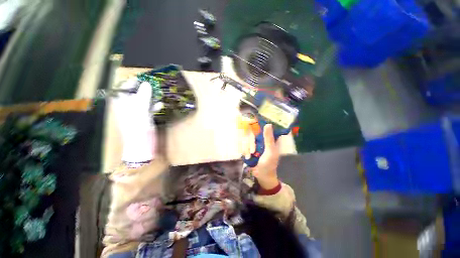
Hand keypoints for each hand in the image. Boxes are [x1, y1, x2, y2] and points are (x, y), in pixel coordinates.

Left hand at [113, 78, 155, 162]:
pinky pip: (149, 109)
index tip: (142, 78)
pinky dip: (154, 106)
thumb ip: (143, 96)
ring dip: (150, 97)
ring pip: (143, 101)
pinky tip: (161, 104)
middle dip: (143, 89)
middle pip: (134, 94)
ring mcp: (136, 113)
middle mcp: (128, 107)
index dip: (131, 82)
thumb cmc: (137, 127)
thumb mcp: (140, 110)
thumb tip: (147, 83)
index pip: (123, 89)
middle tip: (153, 84)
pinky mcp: (144, 118)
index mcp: (121, 104)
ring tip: (159, 92)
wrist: (141, 144)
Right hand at [243, 124, 280, 189]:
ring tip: (249, 156)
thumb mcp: (270, 151)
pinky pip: (243, 146)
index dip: (257, 124)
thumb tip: (268, 124)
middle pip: (252, 134)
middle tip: (252, 151)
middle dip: (250, 143)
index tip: (251, 124)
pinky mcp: (249, 149)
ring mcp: (254, 144)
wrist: (262, 176)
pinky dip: (244, 151)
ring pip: (246, 140)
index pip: (262, 127)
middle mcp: (261, 140)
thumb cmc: (269, 164)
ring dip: (247, 148)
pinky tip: (247, 157)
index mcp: (269, 139)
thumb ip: (268, 139)